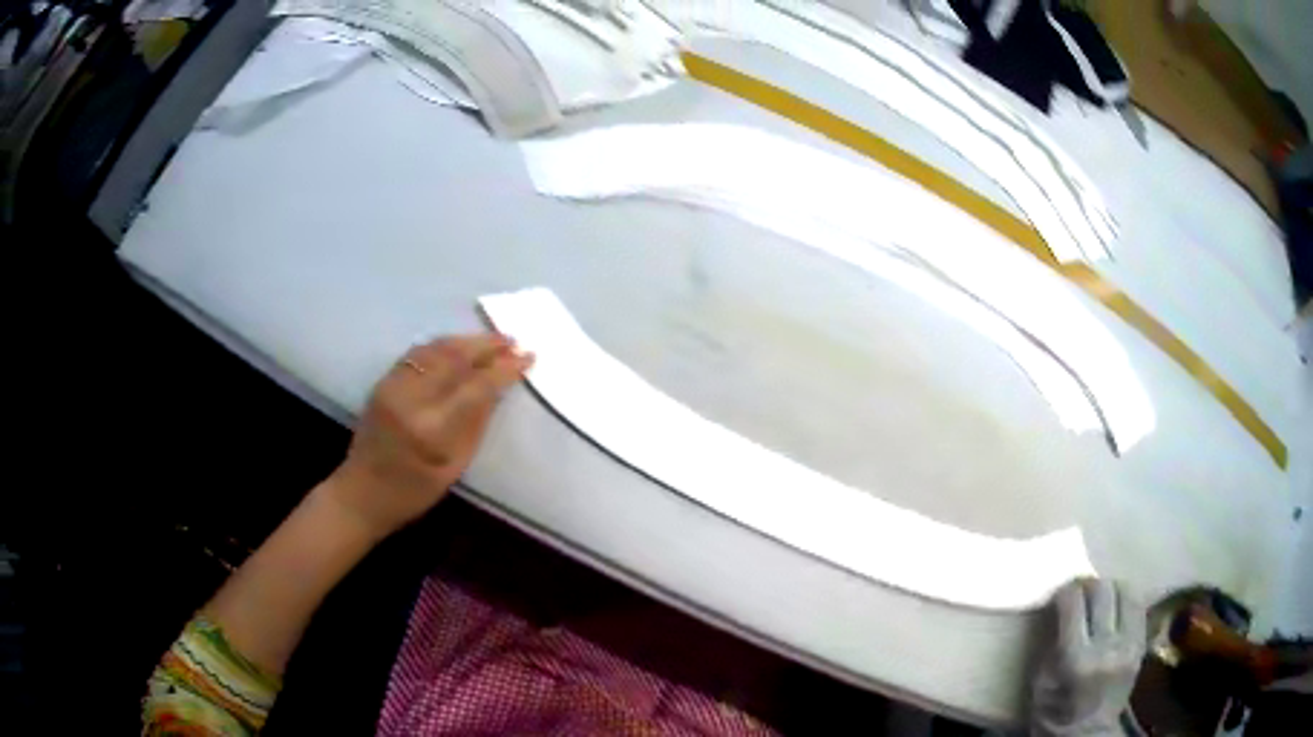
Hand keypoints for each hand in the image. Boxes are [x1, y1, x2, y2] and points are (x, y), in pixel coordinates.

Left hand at [322, 333, 533, 540]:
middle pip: (455, 358)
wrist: (361, 493)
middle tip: (513, 341)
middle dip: (487, 346)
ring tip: (492, 340)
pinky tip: (458, 346)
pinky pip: (418, 353)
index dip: (504, 369)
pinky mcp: (383, 381)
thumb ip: (476, 424)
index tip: (527, 357)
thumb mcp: (454, 466)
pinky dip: (442, 345)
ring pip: (435, 348)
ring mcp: (393, 385)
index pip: (476, 387)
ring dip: (466, 340)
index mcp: (432, 430)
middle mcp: (411, 399)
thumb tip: (498, 389)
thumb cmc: (413, 492)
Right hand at [1031, 578, 1145, 736]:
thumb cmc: (1054, 712)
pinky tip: (1115, 607)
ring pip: (1126, 591)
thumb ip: (1052, 641)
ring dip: (1110, 588)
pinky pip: (1138, 606)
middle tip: (1079, 591)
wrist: (1086, 734)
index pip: (1074, 603)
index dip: (1065, 591)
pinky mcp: (1141, 644)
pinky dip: (1125, 600)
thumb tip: (1059, 605)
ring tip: (1099, 598)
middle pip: (1103, 590)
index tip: (1059, 595)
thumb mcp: (1040, 682)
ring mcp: (1129, 644)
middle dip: (1088, 584)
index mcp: (1076, 659)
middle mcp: (1107, 646)